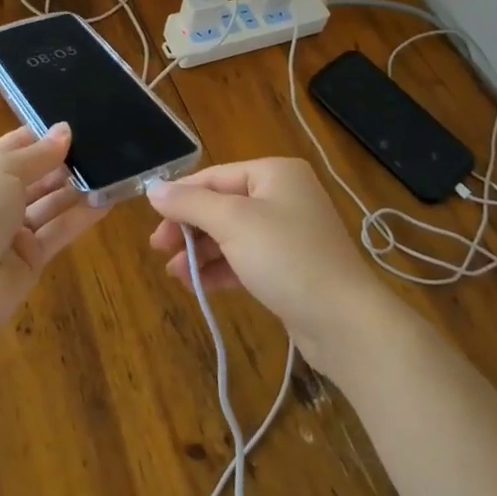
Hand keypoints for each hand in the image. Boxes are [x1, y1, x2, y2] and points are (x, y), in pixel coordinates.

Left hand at [0, 123, 105, 327]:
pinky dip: (80, 217)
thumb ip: (38, 154)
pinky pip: (58, 232)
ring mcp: (10, 232)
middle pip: (33, 176)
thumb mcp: (2, 171)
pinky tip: (107, 201)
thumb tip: (64, 130)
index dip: (41, 137)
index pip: (12, 147)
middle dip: (62, 162)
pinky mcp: (30, 259)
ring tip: (109, 169)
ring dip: (75, 188)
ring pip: (48, 204)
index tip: (75, 126)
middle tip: (101, 146)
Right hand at [147, 157, 394, 372]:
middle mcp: (283, 196)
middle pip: (222, 205)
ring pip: (231, 235)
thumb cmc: (287, 257)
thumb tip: (153, 189)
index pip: (215, 176)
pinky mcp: (290, 267)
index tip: (151, 218)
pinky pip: (245, 259)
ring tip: (173, 273)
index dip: (181, 196)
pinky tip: (195, 284)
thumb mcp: (233, 223)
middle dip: (189, 227)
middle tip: (158, 248)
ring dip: (200, 251)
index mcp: (274, 173)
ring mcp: (288, 233)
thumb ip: (190, 204)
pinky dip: (220, 268)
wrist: (345, 322)